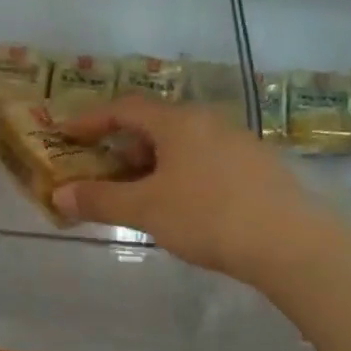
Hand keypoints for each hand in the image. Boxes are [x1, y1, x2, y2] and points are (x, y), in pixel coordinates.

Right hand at [54, 96, 328, 283]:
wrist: (291, 242)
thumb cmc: (208, 216)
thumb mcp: (146, 210)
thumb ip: (100, 200)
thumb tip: (59, 195)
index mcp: (178, 122)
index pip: (125, 108)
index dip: (92, 119)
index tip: (67, 132)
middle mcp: (208, 121)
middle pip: (155, 124)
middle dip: (123, 145)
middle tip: (103, 170)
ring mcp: (238, 142)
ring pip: (183, 143)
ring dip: (153, 161)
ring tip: (140, 192)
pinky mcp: (258, 166)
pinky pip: (206, 159)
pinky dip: (182, 173)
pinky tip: (184, 204)